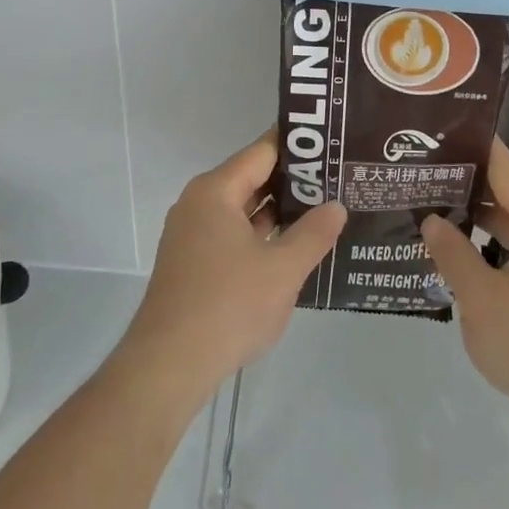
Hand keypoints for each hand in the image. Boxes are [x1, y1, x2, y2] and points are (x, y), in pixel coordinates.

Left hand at [116, 135, 346, 403]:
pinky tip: (294, 247)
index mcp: (215, 191)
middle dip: (294, 181)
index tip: (332, 143)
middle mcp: (199, 204)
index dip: (298, 147)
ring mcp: (193, 236)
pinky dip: (263, 236)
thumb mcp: (282, 269)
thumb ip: (314, 234)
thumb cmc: (228, 306)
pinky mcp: (194, 264)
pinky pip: (234, 236)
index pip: (262, 152)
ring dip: (280, 212)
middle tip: (340, 178)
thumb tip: (336, 206)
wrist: (169, 366)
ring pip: (244, 210)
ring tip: (326, 209)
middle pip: (252, 178)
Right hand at [421, 140, 508, 428]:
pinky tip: (469, 255)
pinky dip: (499, 246)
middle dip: (475, 185)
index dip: (479, 149)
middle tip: (434, 171)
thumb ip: (454, 255)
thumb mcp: (480, 298)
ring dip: (486, 219)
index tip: (449, 132)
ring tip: (444, 208)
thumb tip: (433, 221)